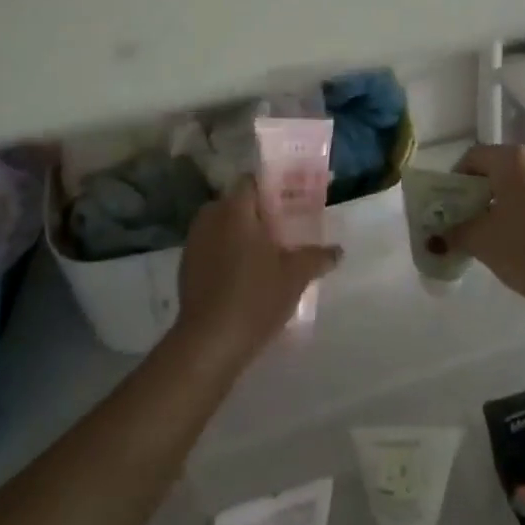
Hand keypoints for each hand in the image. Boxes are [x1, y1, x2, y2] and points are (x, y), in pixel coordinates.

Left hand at [173, 180, 339, 370]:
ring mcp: (194, 243)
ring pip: (222, 227)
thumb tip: (338, 250)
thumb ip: (318, 257)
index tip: (290, 202)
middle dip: (257, 213)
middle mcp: (211, 218)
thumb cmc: (256, 297)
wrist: (210, 343)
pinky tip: (244, 276)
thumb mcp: (295, 276)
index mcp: (236, 209)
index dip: (271, 188)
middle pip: (236, 203)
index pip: (251, 181)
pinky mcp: (186, 268)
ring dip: (241, 234)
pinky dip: (226, 254)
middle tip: (282, 230)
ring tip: (266, 255)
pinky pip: (211, 248)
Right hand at [446, 145, 524, 311]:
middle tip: (470, 222)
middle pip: (500, 169)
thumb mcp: (481, 241)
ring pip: (524, 185)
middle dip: (482, 193)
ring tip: (498, 236)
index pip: (474, 157)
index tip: (450, 207)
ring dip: (507, 203)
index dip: (456, 180)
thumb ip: (456, 230)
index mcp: (513, 159)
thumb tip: (441, 232)